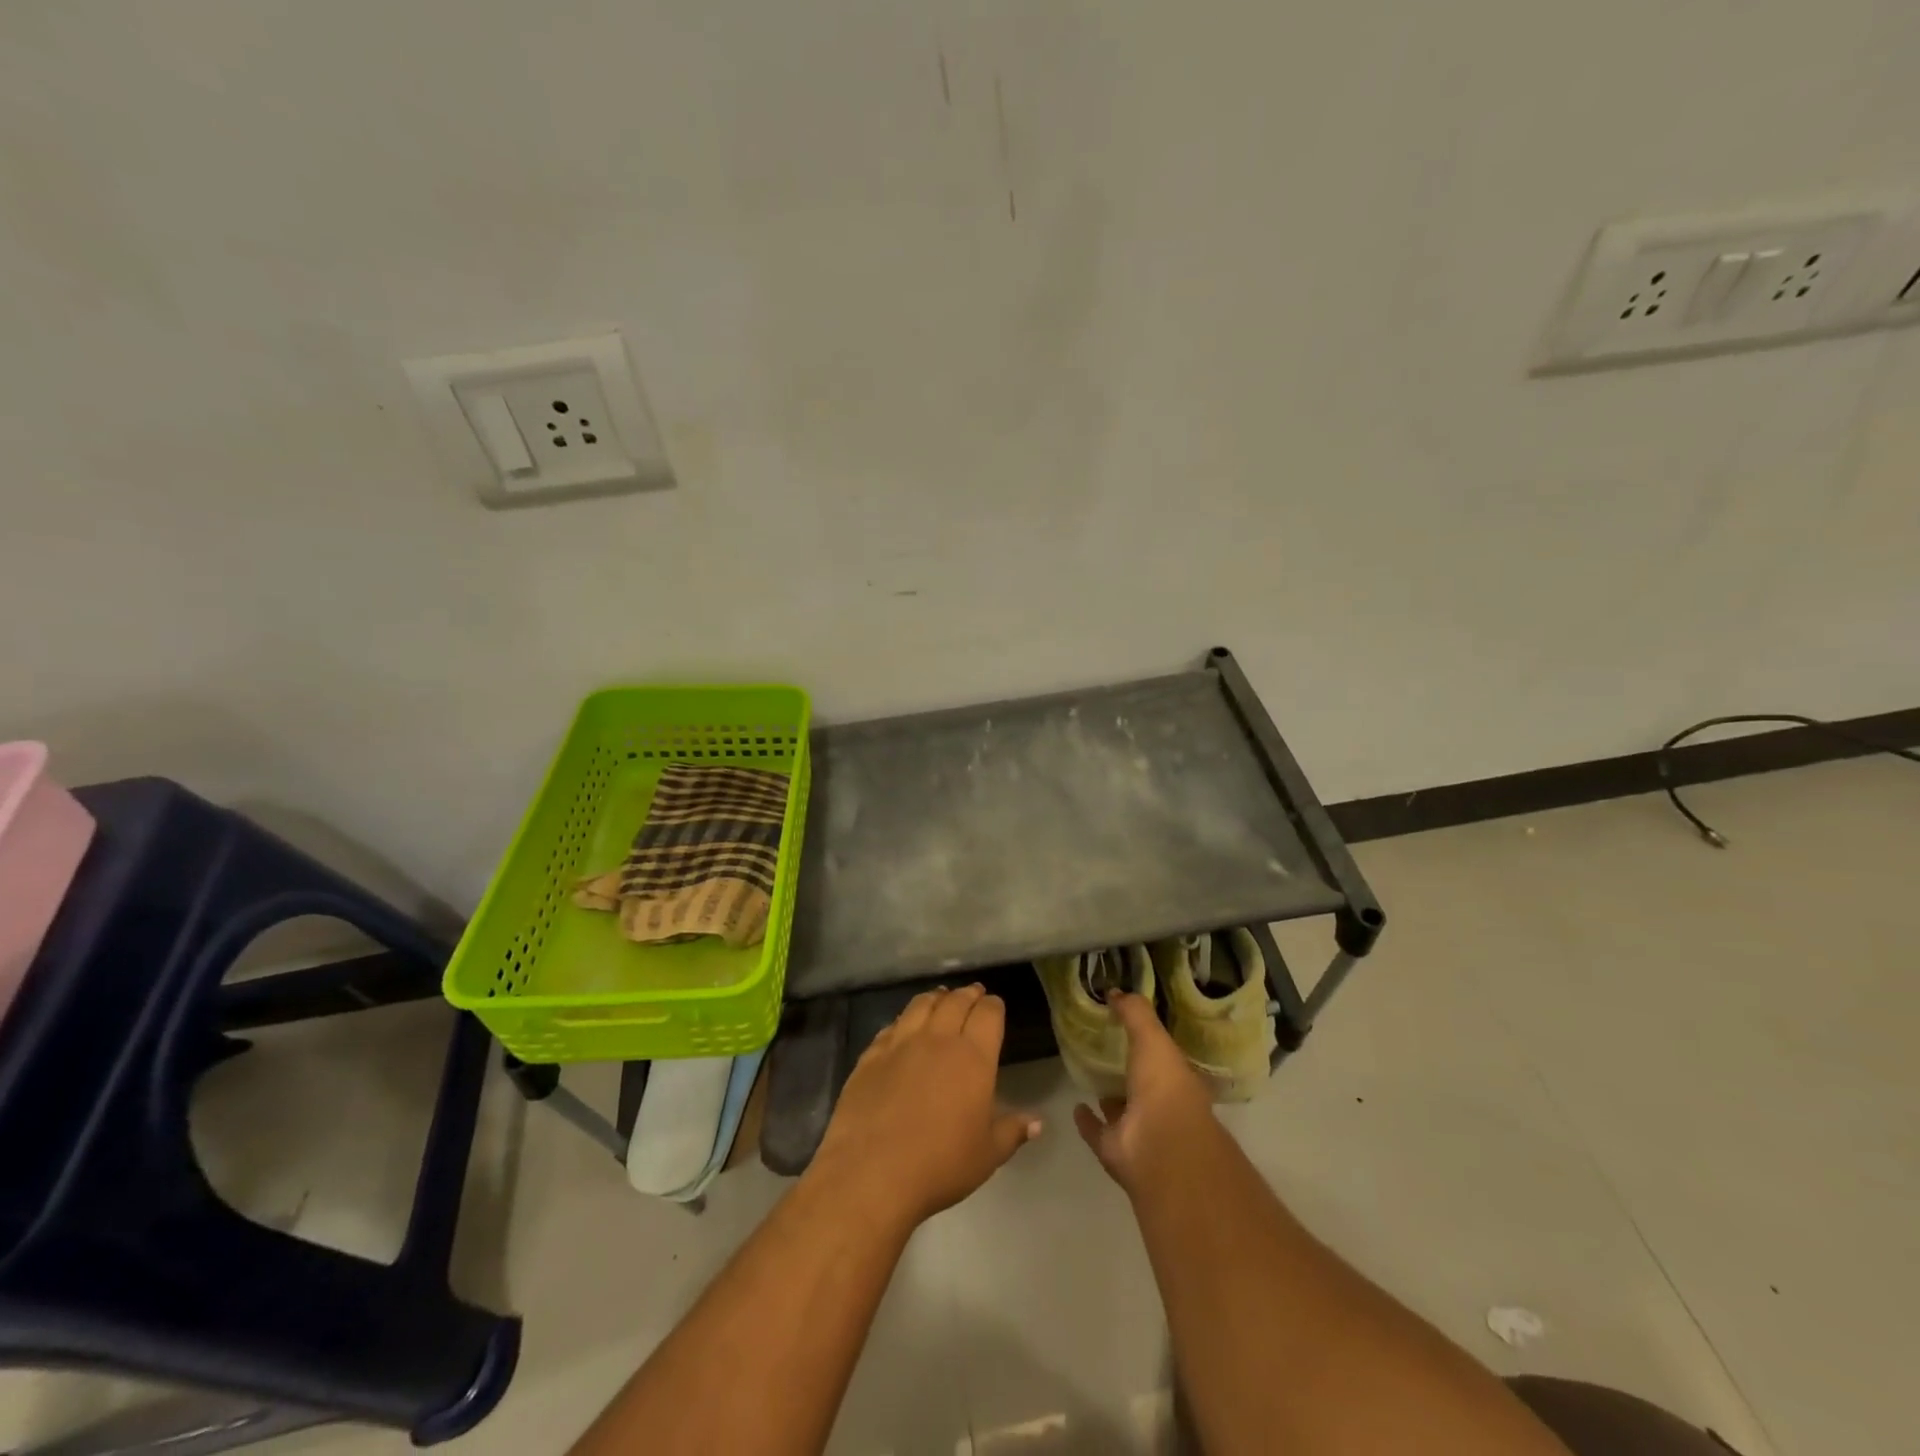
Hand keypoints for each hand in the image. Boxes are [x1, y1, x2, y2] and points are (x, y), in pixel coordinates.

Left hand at [810, 984, 1040, 1231]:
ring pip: (922, 1004)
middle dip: (968, 994)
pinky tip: (904, 1025)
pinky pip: (892, 1025)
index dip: (994, 1006)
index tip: (996, 1006)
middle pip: (956, 1001)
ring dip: (937, 997)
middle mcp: (938, 1039)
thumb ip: (1012, 1131)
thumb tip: (1037, 1122)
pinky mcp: (872, 1054)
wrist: (871, 1173)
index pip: (988, 1014)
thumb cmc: (940, 1165)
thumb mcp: (987, 1155)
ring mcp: (901, 1043)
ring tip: (942, 997)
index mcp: (973, 1057)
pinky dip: (904, 1019)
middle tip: (974, 993)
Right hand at [1072, 991, 1216, 1195]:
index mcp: (1177, 1079)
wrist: (1160, 1148)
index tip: (1128, 1027)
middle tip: (1104, 1048)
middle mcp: (1161, 1105)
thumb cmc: (1164, 1087)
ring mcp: (1138, 1130)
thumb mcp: (1153, 1038)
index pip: (1163, 1057)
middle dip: (1128, 1070)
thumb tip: (1115, 991)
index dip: (1149, 1042)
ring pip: (1122, 1109)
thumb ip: (1135, 1013)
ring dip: (1110, 1096)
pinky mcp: (1115, 1149)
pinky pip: (1098, 1131)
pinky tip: (1076, 1107)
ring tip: (1091, 1075)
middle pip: (1142, 1084)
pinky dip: (1087, 1121)